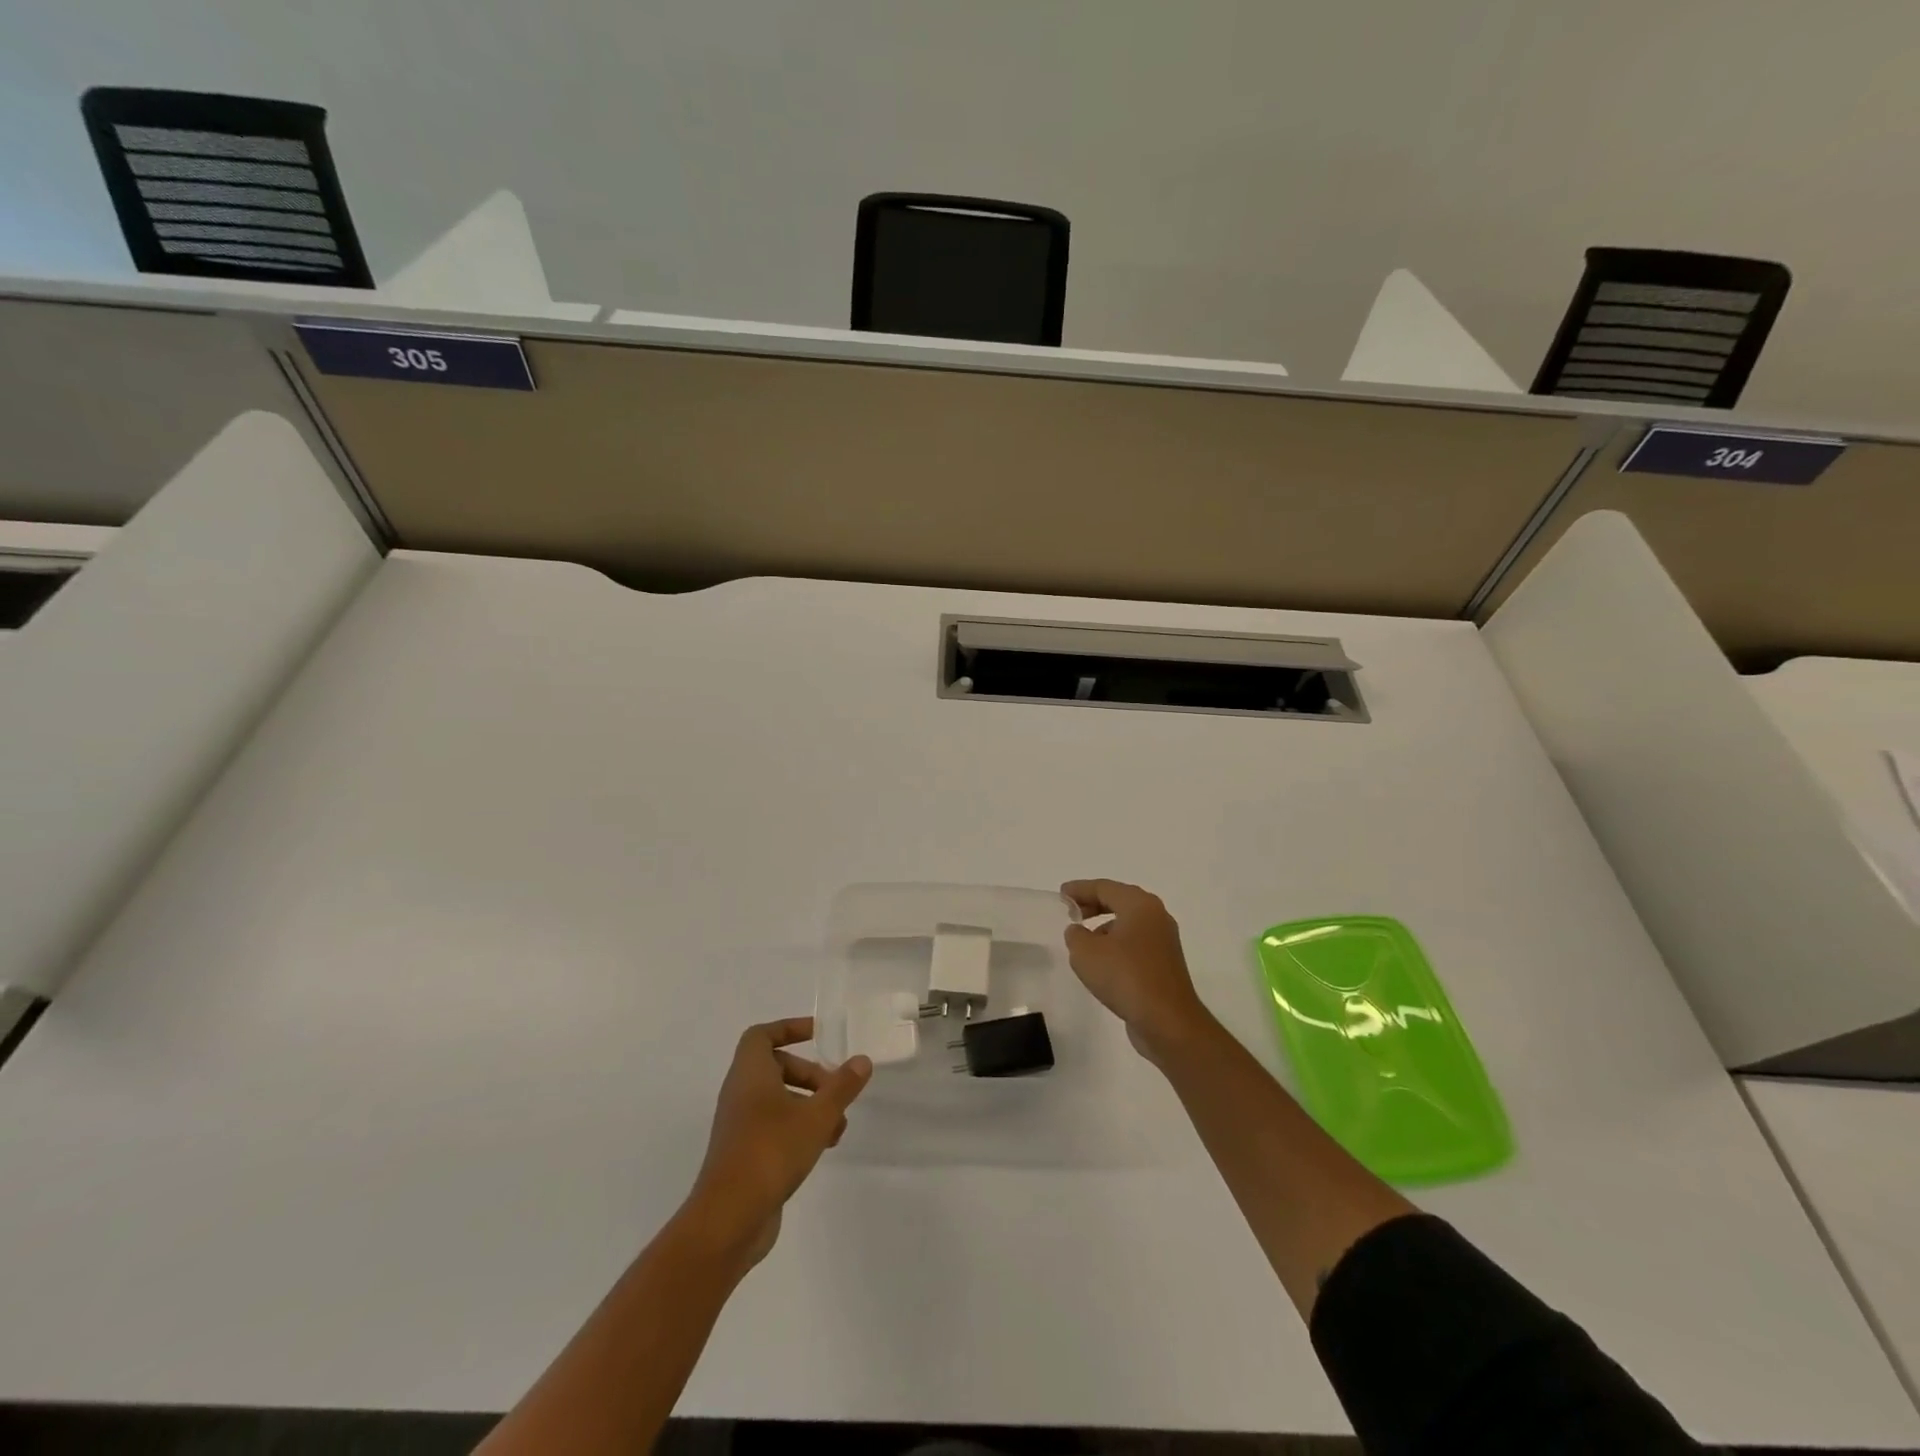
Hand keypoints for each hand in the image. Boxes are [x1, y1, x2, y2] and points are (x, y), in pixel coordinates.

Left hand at [689, 1018, 871, 1267]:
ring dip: (810, 1105)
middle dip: (810, 1074)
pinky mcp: (744, 1154)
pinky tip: (822, 1146)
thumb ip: (841, 1087)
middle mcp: (740, 1094)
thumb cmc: (771, 1151)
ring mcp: (740, 1126)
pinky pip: (774, 1126)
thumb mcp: (816, 1116)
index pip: (762, 1035)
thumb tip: (862, 1060)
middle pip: (776, 1067)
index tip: (818, 1035)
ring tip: (838, 1126)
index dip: (789, 1028)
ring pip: (778, 1100)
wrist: (728, 1219)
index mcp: (750, 1074)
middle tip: (835, 1090)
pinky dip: (799, 1128)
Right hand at [1061, 880, 1215, 1064]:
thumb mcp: (1086, 953)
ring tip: (1083, 941)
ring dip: (1105, 927)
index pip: (1104, 887)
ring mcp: (1164, 941)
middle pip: (1119, 901)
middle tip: (1071, 913)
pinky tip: (1102, 964)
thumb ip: (1075, 935)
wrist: (1167, 1022)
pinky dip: (1117, 945)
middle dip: (1093, 905)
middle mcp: (1156, 917)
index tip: (1061, 895)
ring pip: (1128, 923)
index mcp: (1139, 905)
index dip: (1080, 889)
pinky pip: (1135, 944)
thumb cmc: (1125, 977)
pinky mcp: (1165, 964)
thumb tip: (1079, 932)